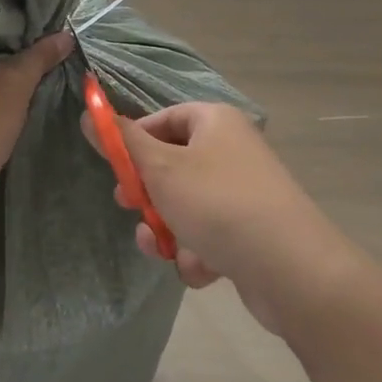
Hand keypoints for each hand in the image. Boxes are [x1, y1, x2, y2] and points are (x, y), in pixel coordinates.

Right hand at [82, 101, 361, 337]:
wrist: (291, 269)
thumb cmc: (217, 203)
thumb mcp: (160, 168)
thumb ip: (122, 142)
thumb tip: (89, 112)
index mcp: (215, 122)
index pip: (165, 118)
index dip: (135, 140)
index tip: (114, 165)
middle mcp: (233, 150)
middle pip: (174, 163)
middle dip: (148, 193)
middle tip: (129, 206)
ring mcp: (245, 192)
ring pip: (187, 205)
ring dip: (168, 230)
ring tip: (164, 250)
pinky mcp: (253, 231)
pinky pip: (211, 234)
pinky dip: (198, 252)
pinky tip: (202, 269)